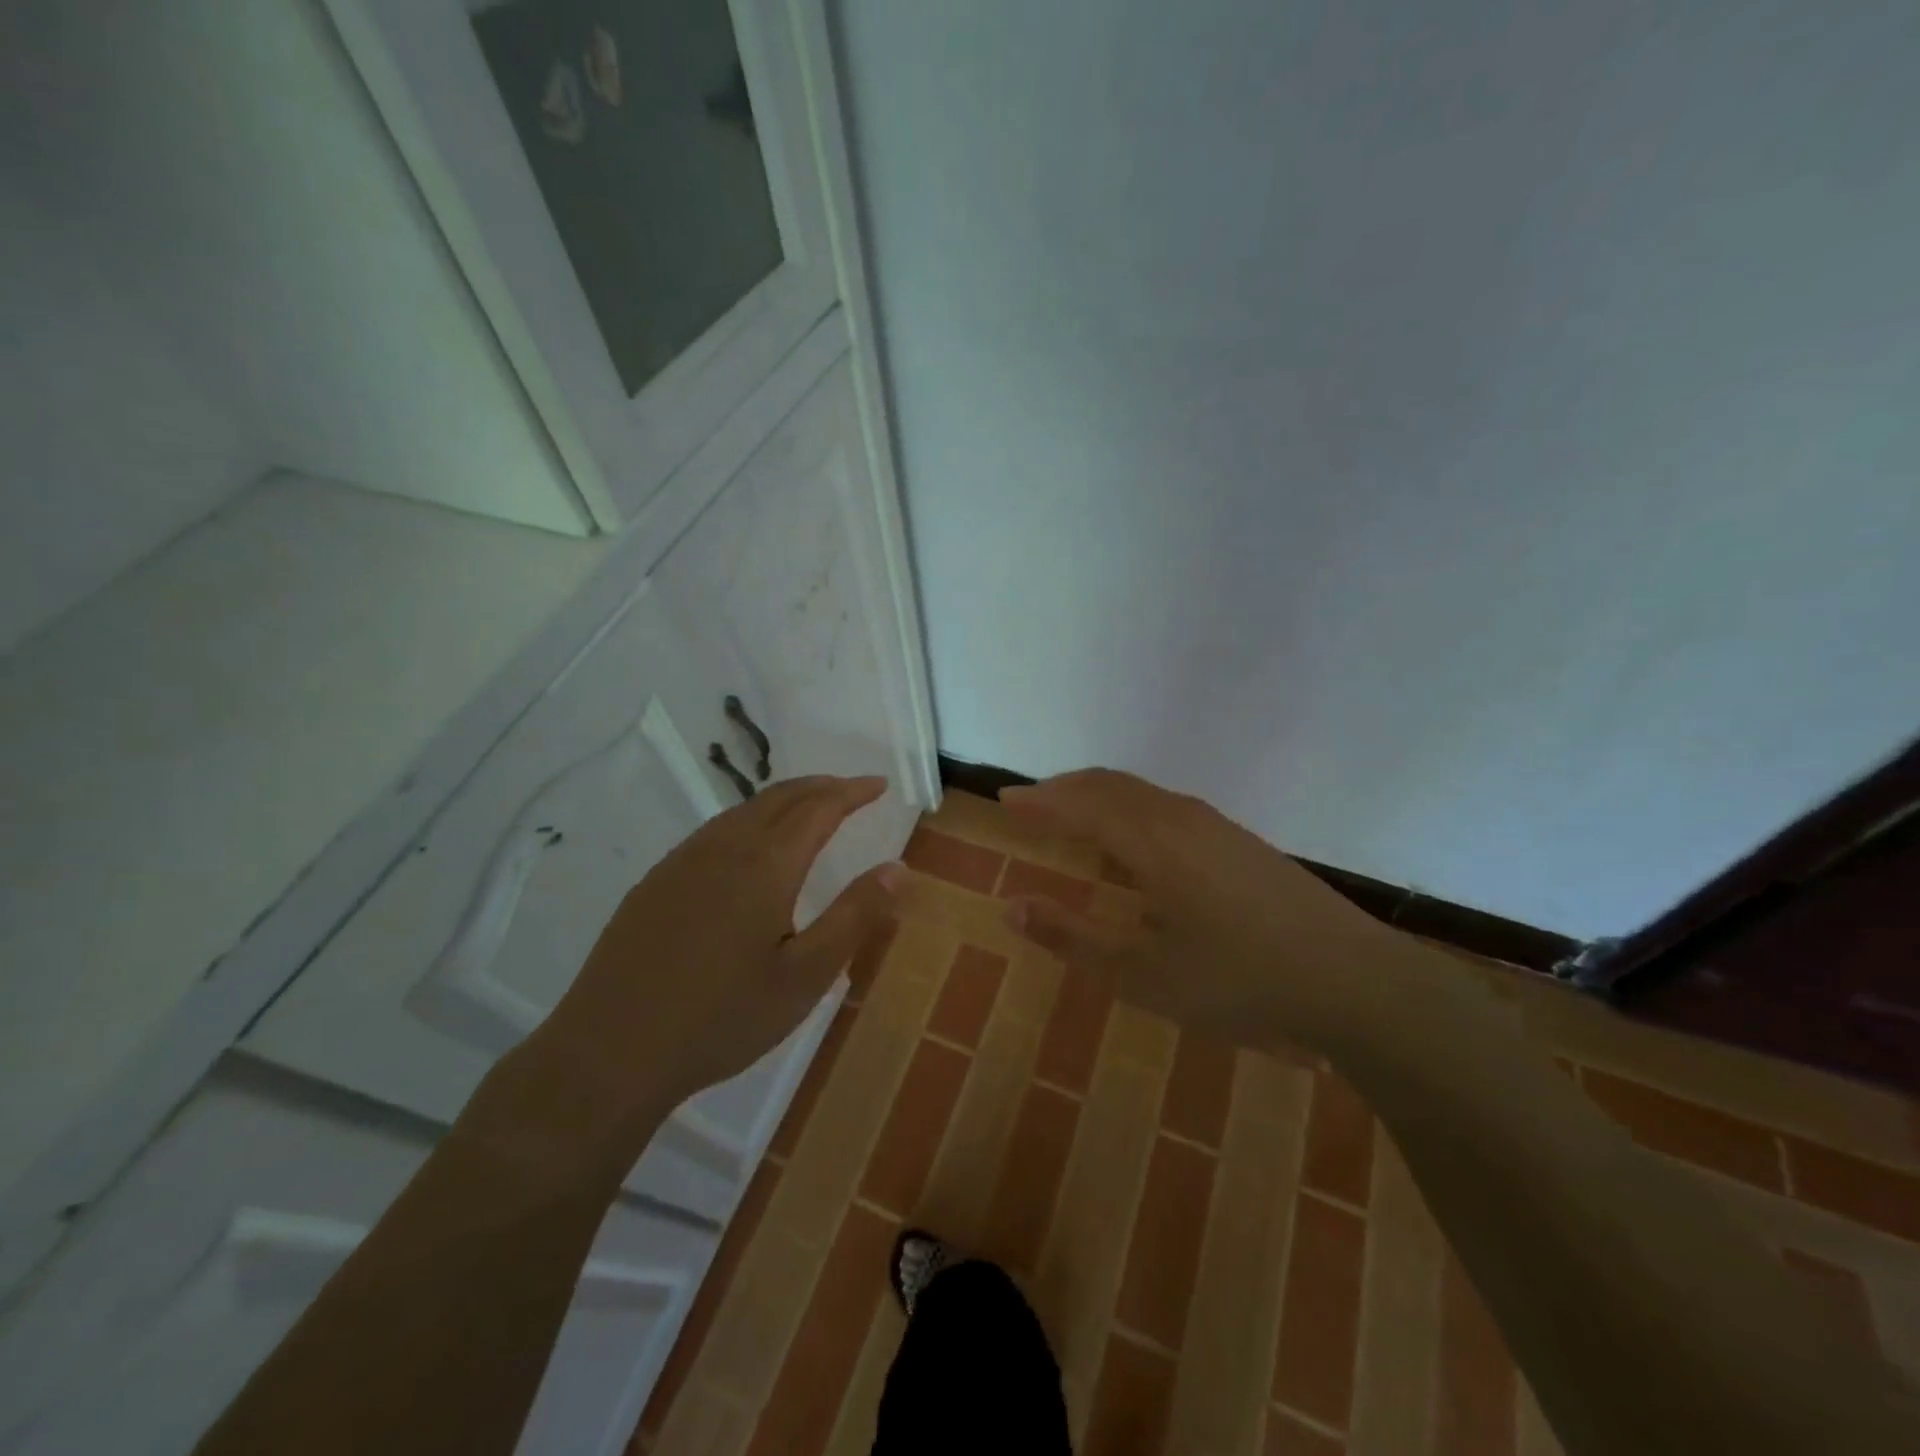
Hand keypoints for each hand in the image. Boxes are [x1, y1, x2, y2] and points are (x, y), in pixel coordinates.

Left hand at [480, 775, 898, 1165]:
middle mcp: (722, 848)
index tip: (879, 785)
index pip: (818, 808)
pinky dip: (749, 820)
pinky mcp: (654, 883)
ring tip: (808, 810)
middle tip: (851, 790)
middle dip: (820, 787)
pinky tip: (749, 848)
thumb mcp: (805, 977)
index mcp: (764, 865)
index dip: (851, 791)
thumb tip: (897, 868)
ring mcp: (681, 862)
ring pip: (743, 811)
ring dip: (783, 800)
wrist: (609, 1054)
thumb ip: (854, 916)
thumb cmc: (721, 1018)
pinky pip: (714, 832)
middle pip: (779, 797)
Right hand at [1000, 769, 1422, 1052]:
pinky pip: (1167, 806)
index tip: (1006, 800)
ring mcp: (1216, 826)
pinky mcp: (1240, 842)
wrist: (1353, 980)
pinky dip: (1131, 808)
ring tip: (1074, 815)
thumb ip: (1073, 938)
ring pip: (1143, 793)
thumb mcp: (1143, 973)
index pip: (1081, 803)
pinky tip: (1137, 842)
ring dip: (1100, 796)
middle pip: (1110, 785)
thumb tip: (1011, 907)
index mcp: (1152, 841)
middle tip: (1031, 802)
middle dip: (1065, 789)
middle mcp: (1181, 818)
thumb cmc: (1238, 979)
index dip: (1040, 800)